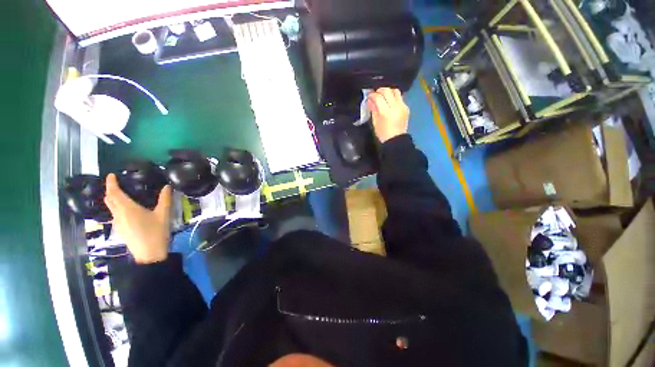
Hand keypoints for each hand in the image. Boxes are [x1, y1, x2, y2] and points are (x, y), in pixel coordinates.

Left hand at [104, 173, 172, 263]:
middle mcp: (118, 214)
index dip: (110, 183)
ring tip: (123, 194)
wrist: (149, 254)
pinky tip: (127, 209)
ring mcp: (117, 223)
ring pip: (111, 207)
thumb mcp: (163, 214)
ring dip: (113, 199)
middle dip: (110, 190)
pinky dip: (117, 207)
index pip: (114, 192)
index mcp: (127, 209)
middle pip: (109, 199)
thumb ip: (165, 199)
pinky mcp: (120, 229)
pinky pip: (115, 214)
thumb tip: (167, 186)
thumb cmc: (156, 232)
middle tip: (118, 183)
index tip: (111, 175)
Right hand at [368, 87, 409, 142]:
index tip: (369, 96)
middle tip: (375, 94)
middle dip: (380, 90)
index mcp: (386, 112)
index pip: (378, 97)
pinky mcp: (406, 107)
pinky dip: (393, 97)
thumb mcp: (375, 122)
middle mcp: (395, 106)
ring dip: (388, 91)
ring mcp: (402, 106)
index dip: (372, 95)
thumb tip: (370, 100)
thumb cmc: (383, 133)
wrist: (396, 140)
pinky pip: (400, 97)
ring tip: (383, 96)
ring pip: (395, 91)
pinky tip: (389, 102)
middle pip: (387, 90)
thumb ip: (373, 109)